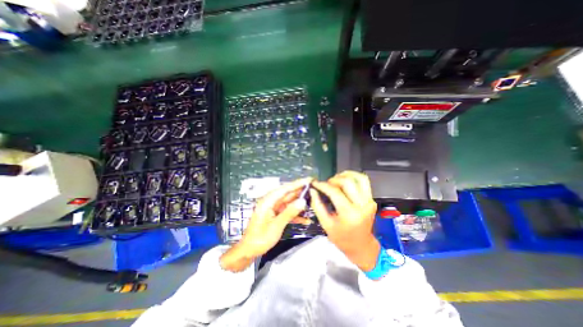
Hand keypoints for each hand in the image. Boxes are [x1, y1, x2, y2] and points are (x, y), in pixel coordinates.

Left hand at [220, 178, 313, 271]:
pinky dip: (296, 215)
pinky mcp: (276, 215)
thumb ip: (290, 212)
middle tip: (314, 188)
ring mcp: (274, 208)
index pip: (285, 188)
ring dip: (300, 203)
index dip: (298, 183)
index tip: (309, 179)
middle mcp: (271, 202)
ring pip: (289, 202)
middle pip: (288, 194)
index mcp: (268, 201)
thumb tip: (303, 201)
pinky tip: (306, 219)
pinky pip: (287, 212)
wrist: (249, 250)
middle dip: (301, 191)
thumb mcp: (276, 226)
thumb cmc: (260, 238)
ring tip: (313, 201)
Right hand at [312, 171, 379, 269]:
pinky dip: (354, 177)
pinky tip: (345, 180)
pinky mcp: (371, 200)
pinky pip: (364, 182)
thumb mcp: (326, 224)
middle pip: (347, 182)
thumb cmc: (342, 238)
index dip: (323, 185)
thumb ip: (317, 206)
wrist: (361, 246)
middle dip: (333, 180)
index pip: (335, 192)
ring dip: (345, 175)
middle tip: (326, 184)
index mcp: (349, 214)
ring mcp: (369, 202)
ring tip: (336, 179)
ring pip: (359, 178)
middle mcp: (362, 206)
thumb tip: (312, 190)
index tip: (315, 183)